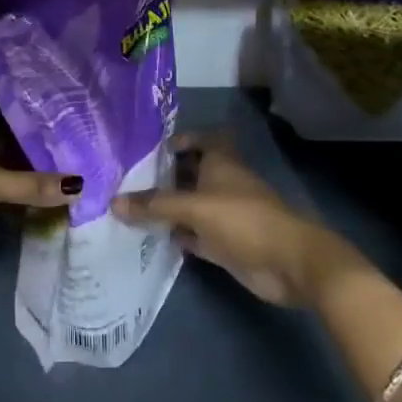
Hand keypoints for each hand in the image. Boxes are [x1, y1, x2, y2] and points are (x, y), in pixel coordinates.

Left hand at [0, 148, 81, 254]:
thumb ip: (29, 185)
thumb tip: (80, 186)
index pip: (16, 146)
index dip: (39, 152)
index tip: (71, 159)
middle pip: (4, 175)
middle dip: (29, 183)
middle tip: (67, 195)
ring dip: (9, 209)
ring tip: (47, 218)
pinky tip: (3, 240)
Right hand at [114, 133, 366, 306]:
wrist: (288, 263)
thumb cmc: (243, 219)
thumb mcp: (195, 207)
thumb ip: (155, 205)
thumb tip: (113, 201)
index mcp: (220, 161)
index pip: (199, 139)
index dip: (178, 139)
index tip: (149, 148)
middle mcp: (220, 183)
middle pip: (189, 173)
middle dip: (163, 176)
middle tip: (125, 179)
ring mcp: (223, 214)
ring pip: (189, 205)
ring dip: (166, 208)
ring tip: (128, 208)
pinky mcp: (224, 243)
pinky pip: (193, 234)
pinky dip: (176, 235)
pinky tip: (149, 238)